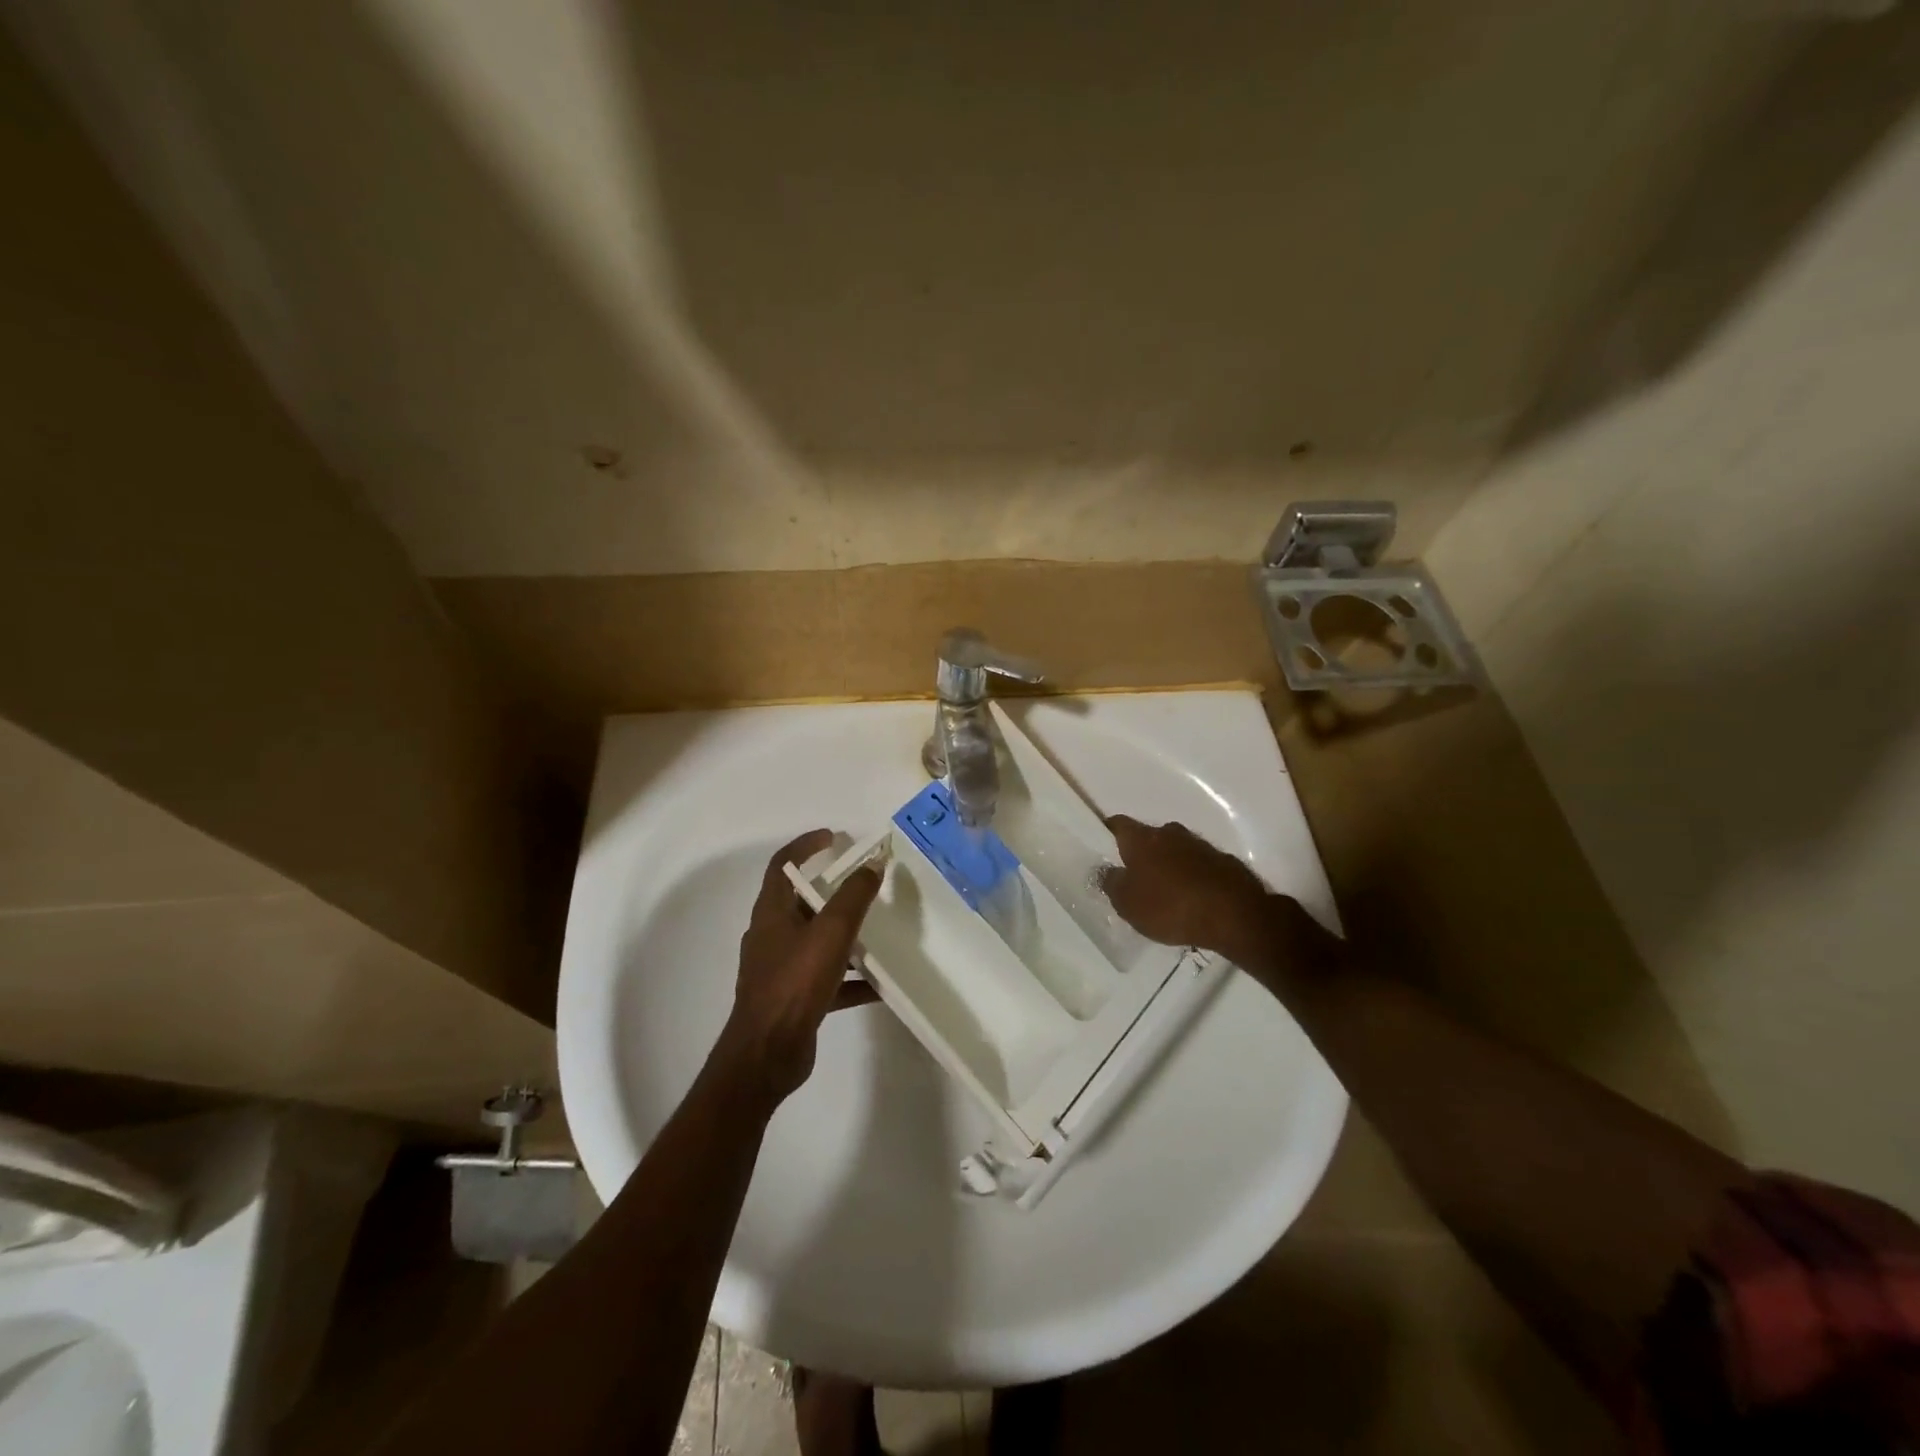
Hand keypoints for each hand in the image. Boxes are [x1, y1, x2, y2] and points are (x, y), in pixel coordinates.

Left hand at [716, 830, 883, 1109]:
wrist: (766, 1055)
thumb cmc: (794, 984)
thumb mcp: (830, 934)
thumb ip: (853, 897)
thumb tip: (873, 864)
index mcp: (772, 913)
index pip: (782, 865)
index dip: (805, 846)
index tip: (834, 837)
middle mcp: (772, 936)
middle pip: (803, 902)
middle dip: (834, 891)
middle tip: (866, 884)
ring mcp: (781, 969)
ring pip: (817, 941)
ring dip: (846, 934)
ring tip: (880, 931)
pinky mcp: (794, 998)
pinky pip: (828, 978)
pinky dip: (852, 977)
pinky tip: (881, 985)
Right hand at [1099, 815, 1276, 962]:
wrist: (1235, 915)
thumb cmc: (1171, 907)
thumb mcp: (1128, 904)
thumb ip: (1112, 884)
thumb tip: (1107, 871)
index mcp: (1142, 839)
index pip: (1118, 824)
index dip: (1107, 833)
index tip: (1102, 848)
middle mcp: (1170, 833)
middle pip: (1149, 837)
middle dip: (1141, 853)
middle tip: (1135, 878)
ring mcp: (1200, 845)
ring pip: (1176, 849)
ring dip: (1169, 865)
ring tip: (1166, 893)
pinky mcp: (1224, 861)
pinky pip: (1199, 865)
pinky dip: (1192, 876)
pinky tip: (1193, 899)